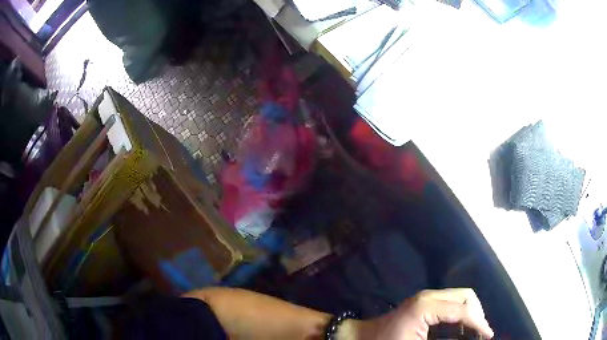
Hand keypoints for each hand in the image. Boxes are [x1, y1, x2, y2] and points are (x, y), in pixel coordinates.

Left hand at [350, 288, 493, 339]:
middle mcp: (430, 296)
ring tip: (475, 330)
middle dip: (477, 314)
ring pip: (460, 297)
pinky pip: (451, 303)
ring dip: (470, 312)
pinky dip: (460, 313)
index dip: (479, 323)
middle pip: (465, 297)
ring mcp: (426, 297)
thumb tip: (465, 336)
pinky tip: (462, 327)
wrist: (360, 338)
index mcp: (427, 306)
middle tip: (481, 332)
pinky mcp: (424, 302)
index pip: (462, 311)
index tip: (488, 335)